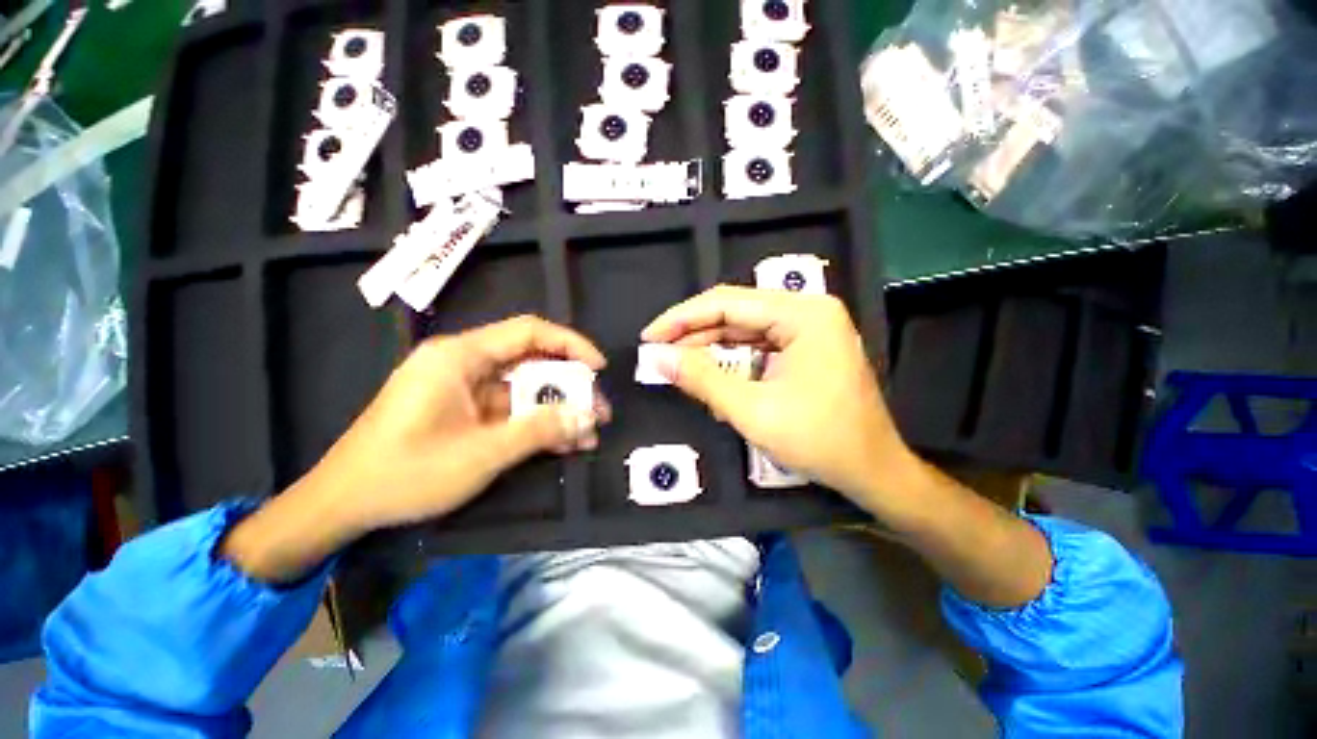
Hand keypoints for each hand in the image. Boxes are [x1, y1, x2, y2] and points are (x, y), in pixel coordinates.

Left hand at [222, 316, 607, 581]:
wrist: (341, 506)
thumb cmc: (405, 474)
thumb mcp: (481, 454)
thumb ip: (538, 431)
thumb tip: (587, 417)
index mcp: (460, 357)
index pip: (529, 332)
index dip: (571, 345)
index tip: (599, 368)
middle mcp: (464, 363)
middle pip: (531, 362)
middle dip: (570, 387)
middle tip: (598, 411)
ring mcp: (464, 388)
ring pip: (524, 389)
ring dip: (557, 410)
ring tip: (587, 435)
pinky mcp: (464, 411)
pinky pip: (510, 409)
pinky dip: (536, 423)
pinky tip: (562, 443)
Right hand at [641, 286, 919, 515]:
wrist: (872, 472)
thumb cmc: (819, 440)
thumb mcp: (752, 410)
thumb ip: (702, 379)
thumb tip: (658, 357)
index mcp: (803, 314)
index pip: (728, 303)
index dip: (682, 318)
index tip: (649, 336)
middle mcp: (807, 311)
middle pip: (736, 312)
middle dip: (693, 333)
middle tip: (658, 352)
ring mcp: (809, 329)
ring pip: (744, 329)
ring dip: (709, 347)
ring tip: (676, 364)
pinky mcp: (805, 348)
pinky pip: (758, 345)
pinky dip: (731, 360)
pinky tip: (709, 373)